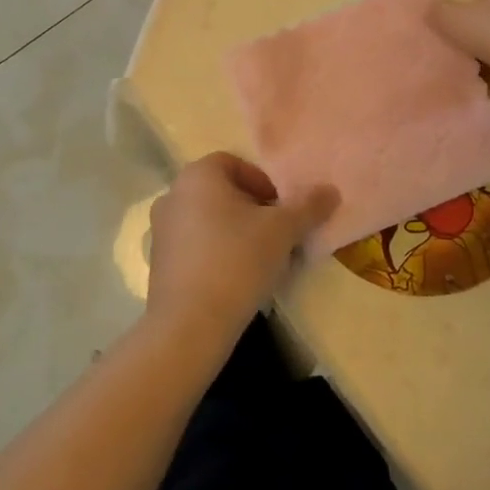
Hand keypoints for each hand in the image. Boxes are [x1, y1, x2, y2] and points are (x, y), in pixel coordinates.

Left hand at [145, 154, 337, 348]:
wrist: (189, 325)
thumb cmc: (237, 260)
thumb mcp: (283, 230)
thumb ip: (308, 207)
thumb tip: (331, 191)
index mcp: (198, 175)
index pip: (235, 164)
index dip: (263, 183)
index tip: (281, 211)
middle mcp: (173, 194)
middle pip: (222, 192)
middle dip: (252, 209)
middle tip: (276, 235)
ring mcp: (161, 230)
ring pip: (209, 220)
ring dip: (235, 233)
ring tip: (260, 260)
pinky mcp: (157, 263)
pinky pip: (195, 247)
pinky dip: (216, 254)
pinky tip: (236, 280)